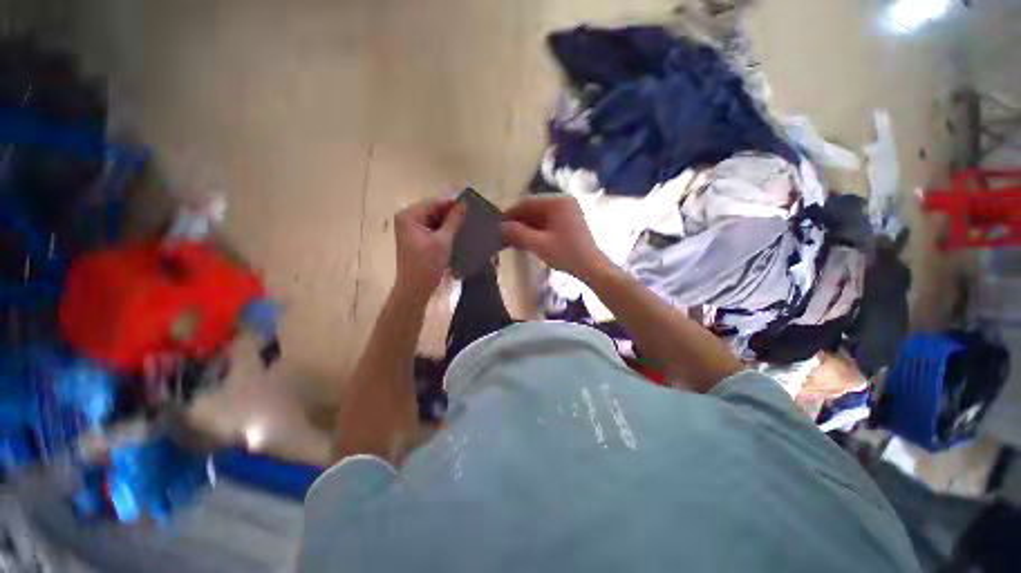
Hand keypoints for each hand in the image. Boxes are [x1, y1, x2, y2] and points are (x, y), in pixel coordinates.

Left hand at [393, 198, 464, 303]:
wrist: (415, 290)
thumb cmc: (427, 265)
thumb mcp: (443, 241)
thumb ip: (454, 221)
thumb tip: (464, 204)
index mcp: (410, 215)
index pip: (435, 203)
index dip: (453, 204)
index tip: (472, 207)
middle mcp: (408, 218)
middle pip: (434, 210)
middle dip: (452, 214)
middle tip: (472, 217)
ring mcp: (411, 229)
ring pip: (435, 220)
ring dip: (450, 224)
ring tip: (468, 225)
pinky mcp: (416, 239)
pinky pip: (433, 229)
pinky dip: (445, 231)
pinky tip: (458, 234)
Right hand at [501, 195, 612, 280]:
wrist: (591, 267)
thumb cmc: (566, 254)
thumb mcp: (538, 244)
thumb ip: (517, 233)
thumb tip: (500, 226)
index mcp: (557, 202)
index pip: (527, 203)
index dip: (510, 214)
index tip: (497, 224)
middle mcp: (563, 201)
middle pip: (534, 209)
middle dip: (518, 222)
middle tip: (503, 234)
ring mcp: (568, 211)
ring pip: (540, 216)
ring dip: (526, 227)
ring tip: (512, 239)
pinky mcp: (570, 222)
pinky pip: (548, 222)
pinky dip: (537, 231)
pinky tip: (527, 241)